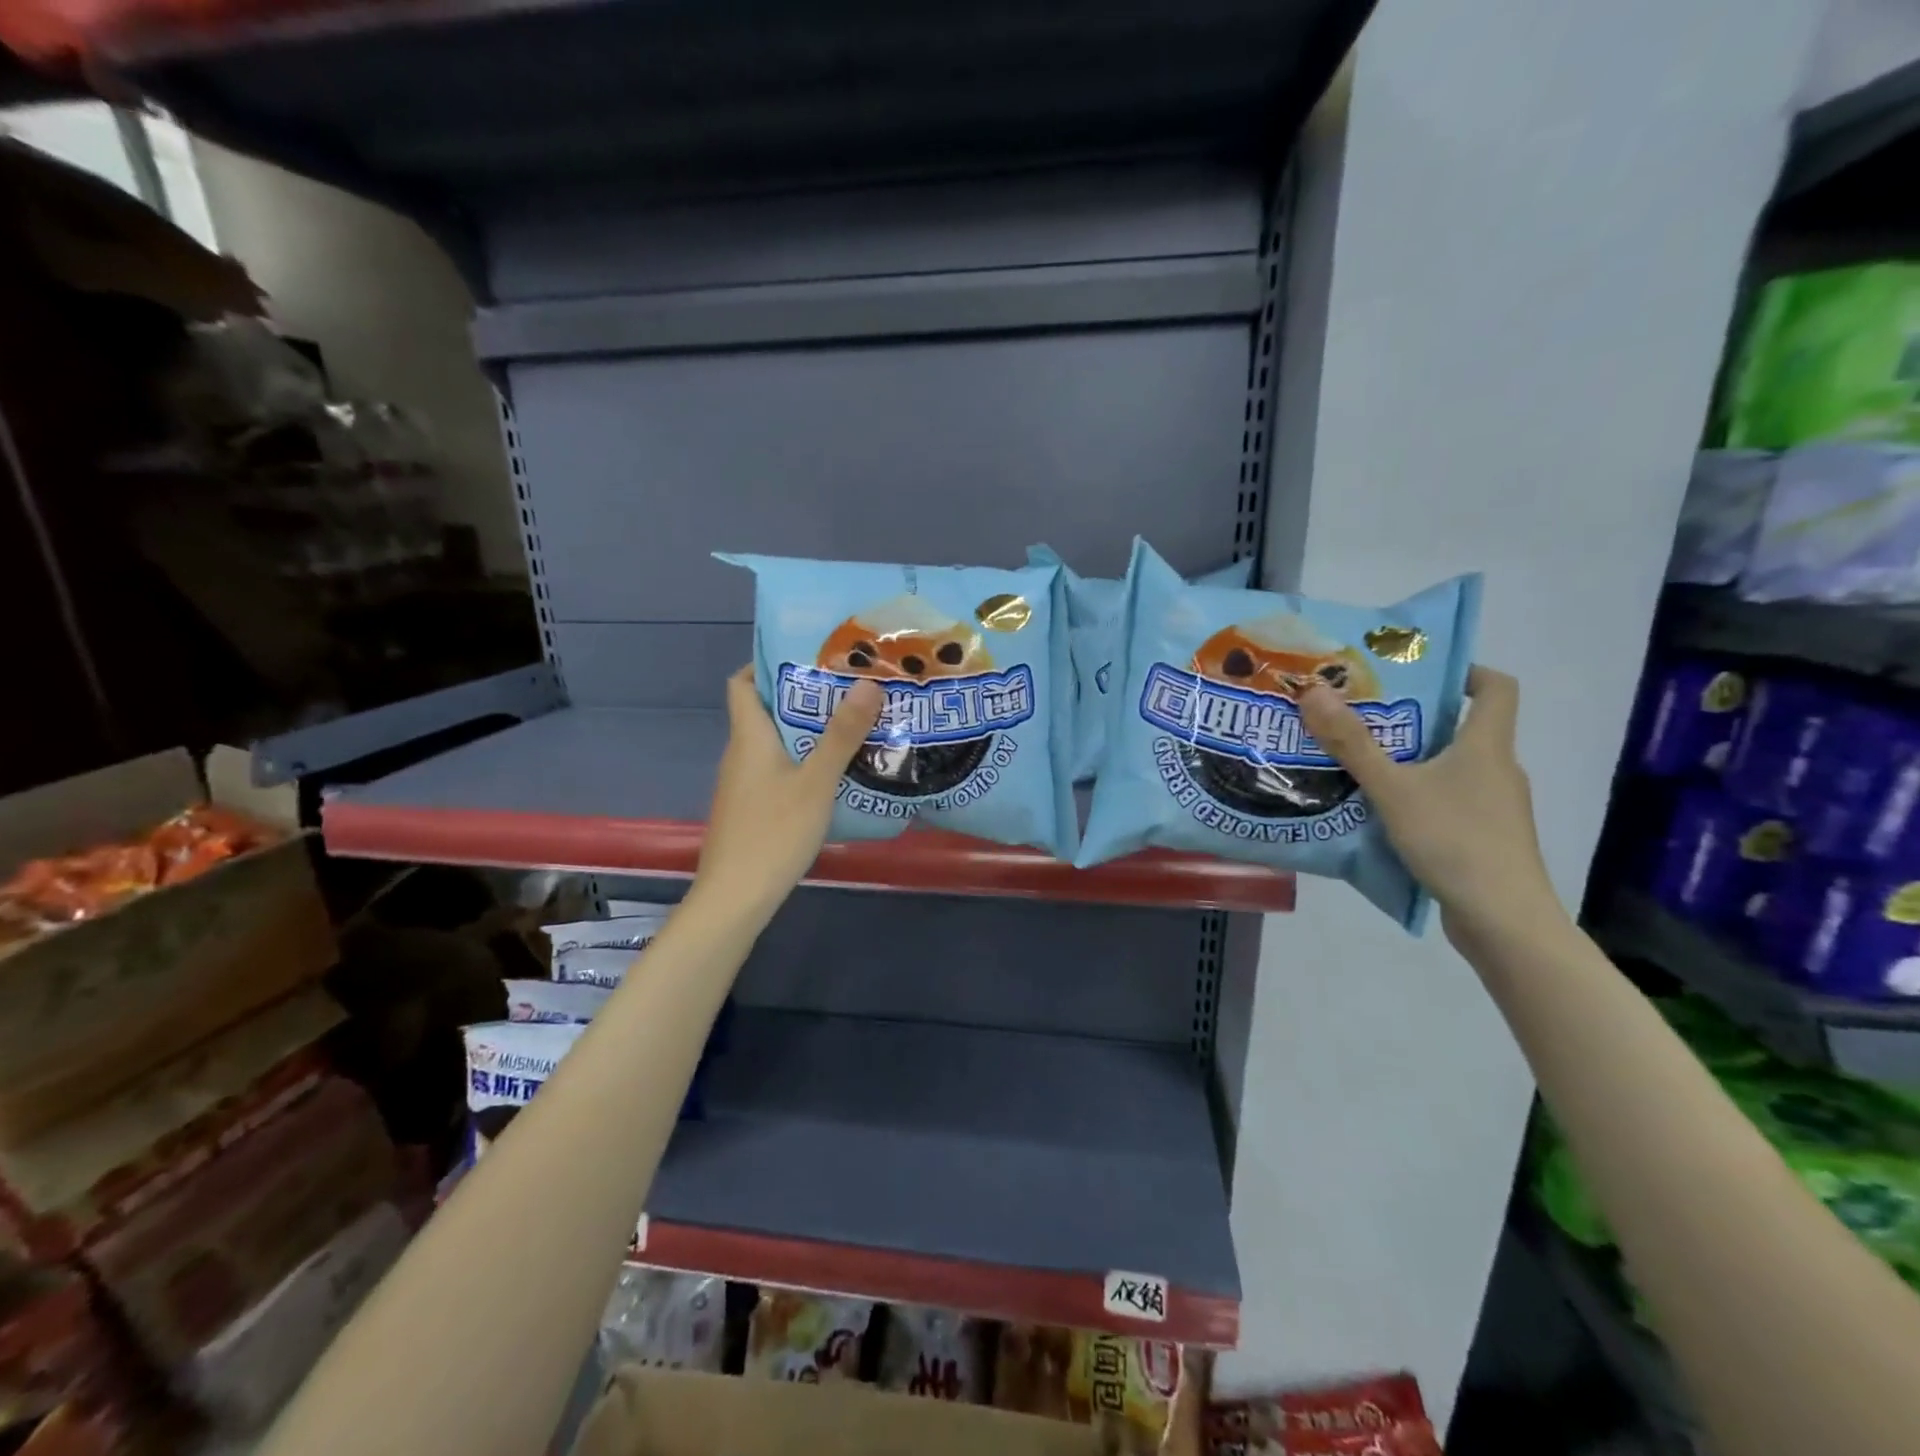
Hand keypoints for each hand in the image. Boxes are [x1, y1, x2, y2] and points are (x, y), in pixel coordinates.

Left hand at [693, 665, 882, 923]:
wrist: (735, 898)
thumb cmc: (774, 832)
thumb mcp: (816, 782)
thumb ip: (842, 735)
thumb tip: (867, 682)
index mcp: (749, 737)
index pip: (741, 683)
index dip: (766, 664)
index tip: (808, 658)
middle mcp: (740, 754)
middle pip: (765, 711)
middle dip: (803, 697)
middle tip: (848, 689)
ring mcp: (743, 784)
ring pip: (774, 744)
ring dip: (807, 732)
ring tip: (851, 725)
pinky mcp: (751, 809)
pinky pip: (777, 770)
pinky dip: (802, 762)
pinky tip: (834, 774)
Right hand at [1298, 666, 1561, 946]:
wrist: (1503, 920)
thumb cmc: (1455, 840)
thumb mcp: (1393, 788)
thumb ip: (1351, 743)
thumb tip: (1313, 690)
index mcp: (1487, 746)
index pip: (1496, 687)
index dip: (1465, 671)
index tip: (1418, 672)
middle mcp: (1497, 769)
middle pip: (1463, 727)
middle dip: (1414, 718)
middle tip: (1362, 715)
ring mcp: (1494, 807)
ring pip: (1451, 767)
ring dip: (1411, 760)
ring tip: (1360, 762)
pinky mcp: (1483, 838)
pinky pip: (1447, 801)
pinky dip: (1417, 796)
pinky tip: (1380, 811)